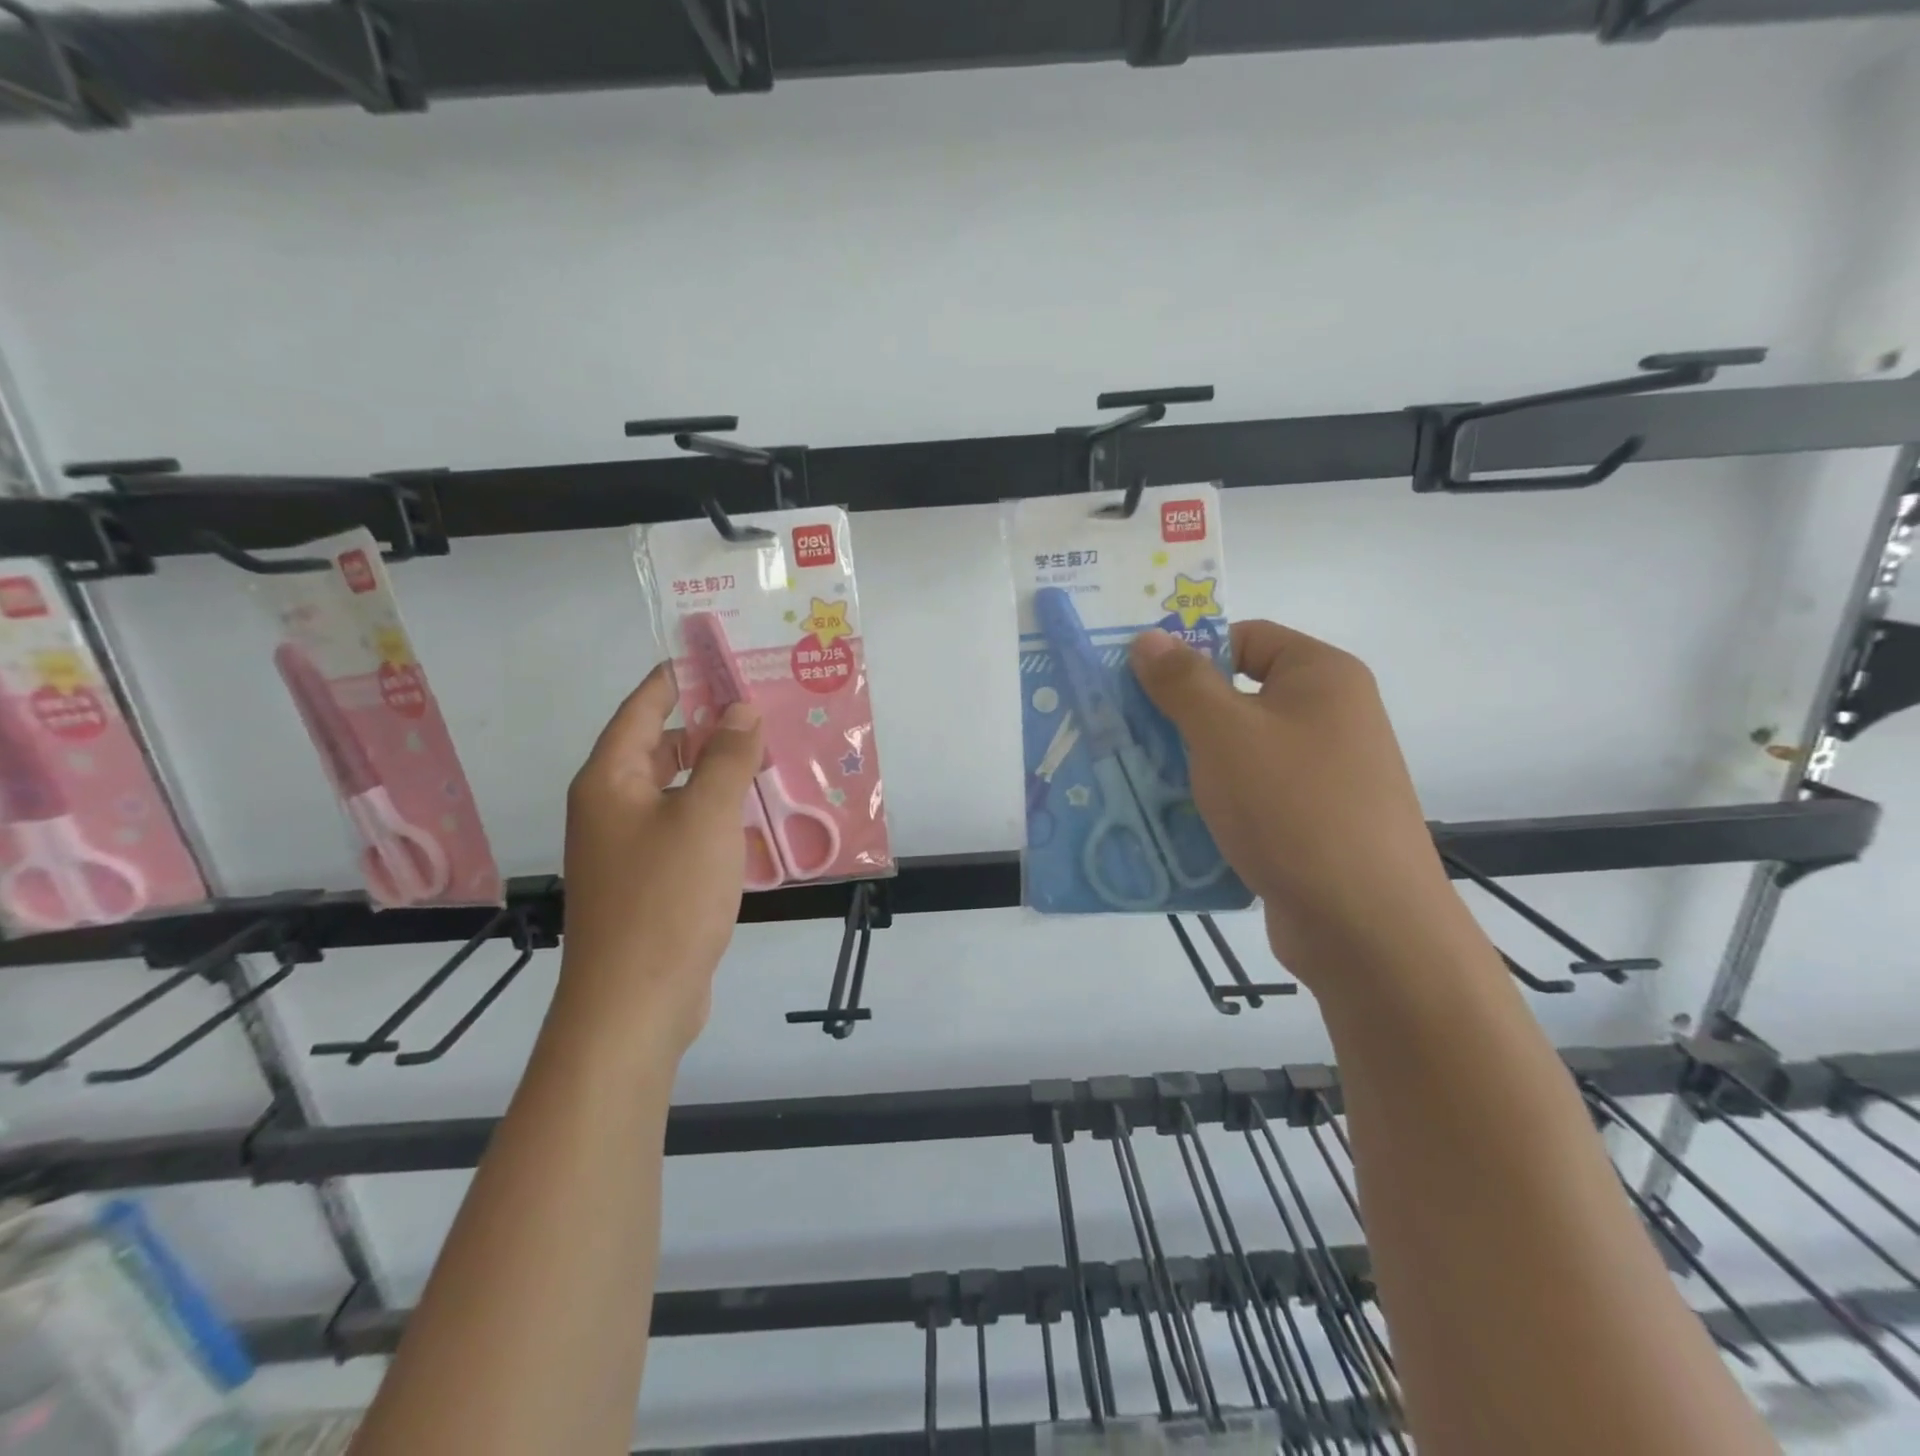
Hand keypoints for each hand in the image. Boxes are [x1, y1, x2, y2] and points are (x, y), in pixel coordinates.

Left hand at [558, 665, 761, 1060]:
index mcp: (609, 779)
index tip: (721, 657)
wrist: (634, 1004)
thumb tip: (741, 710)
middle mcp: (609, 806)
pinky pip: (682, 827)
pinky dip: (713, 812)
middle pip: (657, 745)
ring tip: (767, 756)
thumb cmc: (666, 898)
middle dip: (708, 726)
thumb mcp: (705, 816)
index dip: (680, 678)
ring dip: (715, 772)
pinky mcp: (647, 880)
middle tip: (762, 710)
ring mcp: (626, 847)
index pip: (643, 707)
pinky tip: (753, 815)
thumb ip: (726, 757)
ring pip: (674, 789)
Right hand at [1130, 621, 1452, 983]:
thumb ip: (1182, 682)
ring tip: (1135, 779)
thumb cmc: (1293, 806)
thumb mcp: (1224, 733)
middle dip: (1179, 716)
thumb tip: (1149, 637)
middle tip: (1124, 733)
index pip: (1245, 638)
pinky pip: (1251, 796)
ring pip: (1239, 752)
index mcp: (1321, 676)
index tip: (1138, 685)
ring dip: (1189, 764)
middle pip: (1238, 696)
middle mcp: (1330, 717)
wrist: (1365, 924)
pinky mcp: (1312, 822)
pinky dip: (1214, 804)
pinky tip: (1173, 822)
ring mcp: (1324, 774)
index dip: (1191, 653)